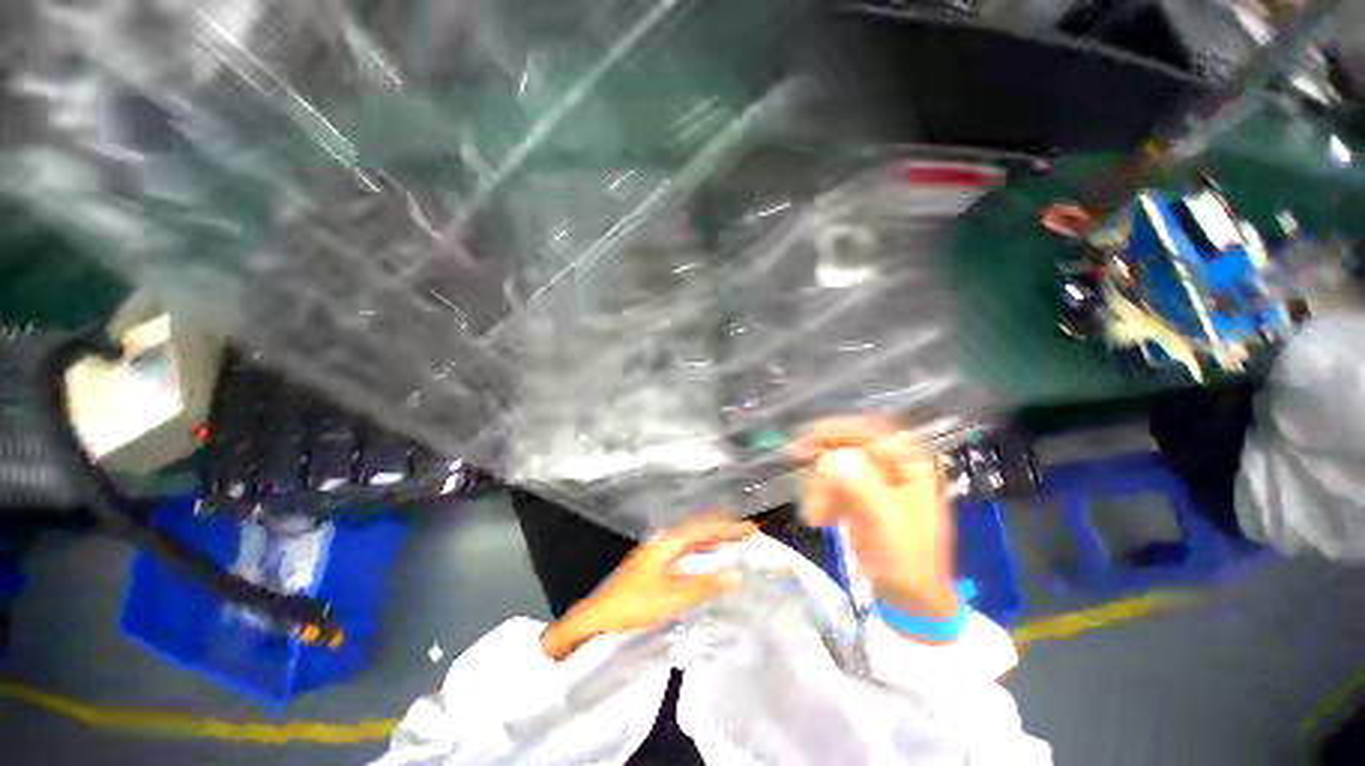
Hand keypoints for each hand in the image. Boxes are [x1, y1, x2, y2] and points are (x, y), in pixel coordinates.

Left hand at [541, 518, 756, 660]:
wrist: (598, 616)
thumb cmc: (633, 604)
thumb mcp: (673, 597)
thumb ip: (705, 585)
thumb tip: (736, 574)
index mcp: (669, 542)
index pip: (705, 528)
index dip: (729, 528)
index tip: (750, 528)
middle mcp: (664, 540)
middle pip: (699, 529)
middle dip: (723, 530)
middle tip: (745, 533)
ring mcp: (658, 550)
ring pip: (692, 539)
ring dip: (712, 539)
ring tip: (732, 541)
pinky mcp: (655, 562)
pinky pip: (685, 549)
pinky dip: (700, 550)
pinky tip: (705, 558)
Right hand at [796, 417, 956, 619]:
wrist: (911, 600)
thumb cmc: (907, 561)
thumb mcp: (885, 523)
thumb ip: (860, 487)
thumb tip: (829, 459)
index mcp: (910, 465)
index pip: (871, 431)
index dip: (838, 430)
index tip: (806, 440)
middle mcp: (892, 466)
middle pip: (847, 449)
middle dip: (823, 471)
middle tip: (804, 487)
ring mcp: (874, 481)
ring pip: (834, 468)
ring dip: (818, 489)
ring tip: (815, 519)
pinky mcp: (860, 496)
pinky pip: (832, 485)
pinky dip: (821, 499)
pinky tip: (819, 519)